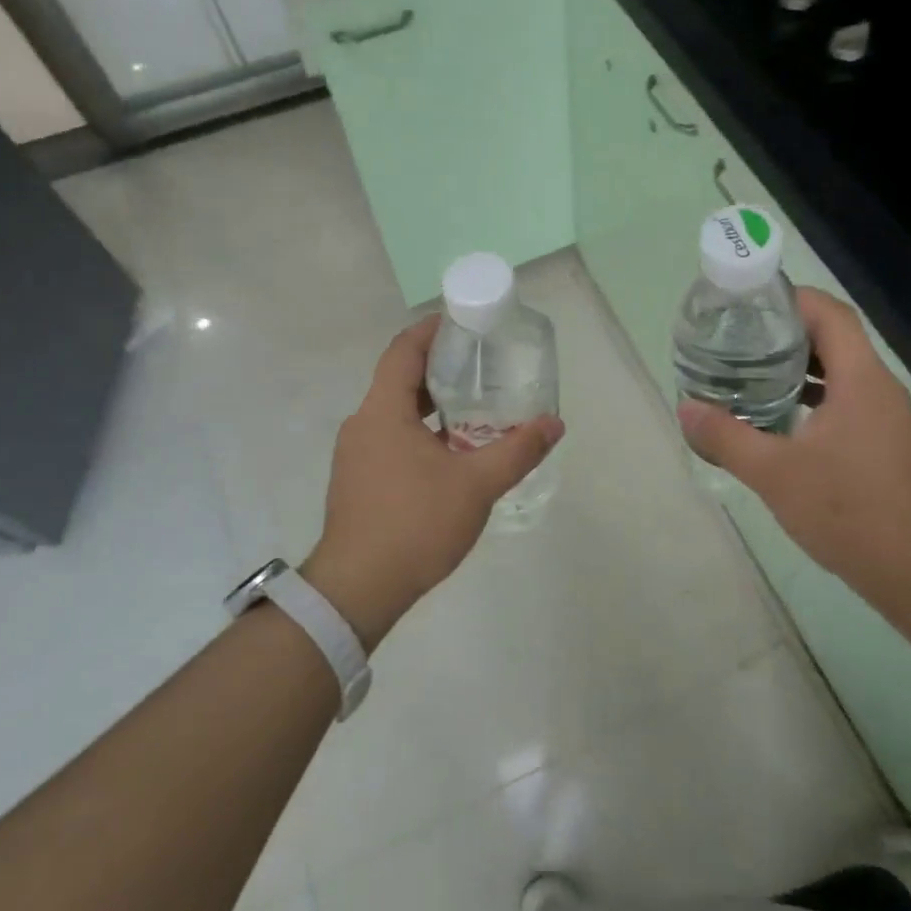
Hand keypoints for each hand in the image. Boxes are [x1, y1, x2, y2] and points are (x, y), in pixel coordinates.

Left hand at [301, 314, 563, 649]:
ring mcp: (356, 455)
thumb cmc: (415, 524)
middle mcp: (363, 425)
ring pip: (397, 414)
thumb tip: (554, 424)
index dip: (431, 330)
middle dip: (441, 369)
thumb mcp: (477, 485)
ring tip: (475, 408)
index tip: (462, 321)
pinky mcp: (358, 482)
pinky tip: (452, 454)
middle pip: (401, 380)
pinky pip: (392, 440)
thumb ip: (517, 450)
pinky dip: (421, 433)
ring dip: (432, 406)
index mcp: (383, 412)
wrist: (358, 589)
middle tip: (482, 366)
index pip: (403, 351)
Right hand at [677, 288, 910, 598]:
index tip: (751, 303)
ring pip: (843, 371)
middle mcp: (880, 388)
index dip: (793, 299)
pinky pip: (849, 399)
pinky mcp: (887, 441)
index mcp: (860, 380)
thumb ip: (726, 436)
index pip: (831, 314)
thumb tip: (685, 408)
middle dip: (788, 332)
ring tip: (753, 372)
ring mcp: (888, 416)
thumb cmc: (845, 510)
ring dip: (802, 366)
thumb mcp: (772, 472)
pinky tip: (784, 417)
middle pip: (836, 338)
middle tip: (740, 339)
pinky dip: (816, 396)